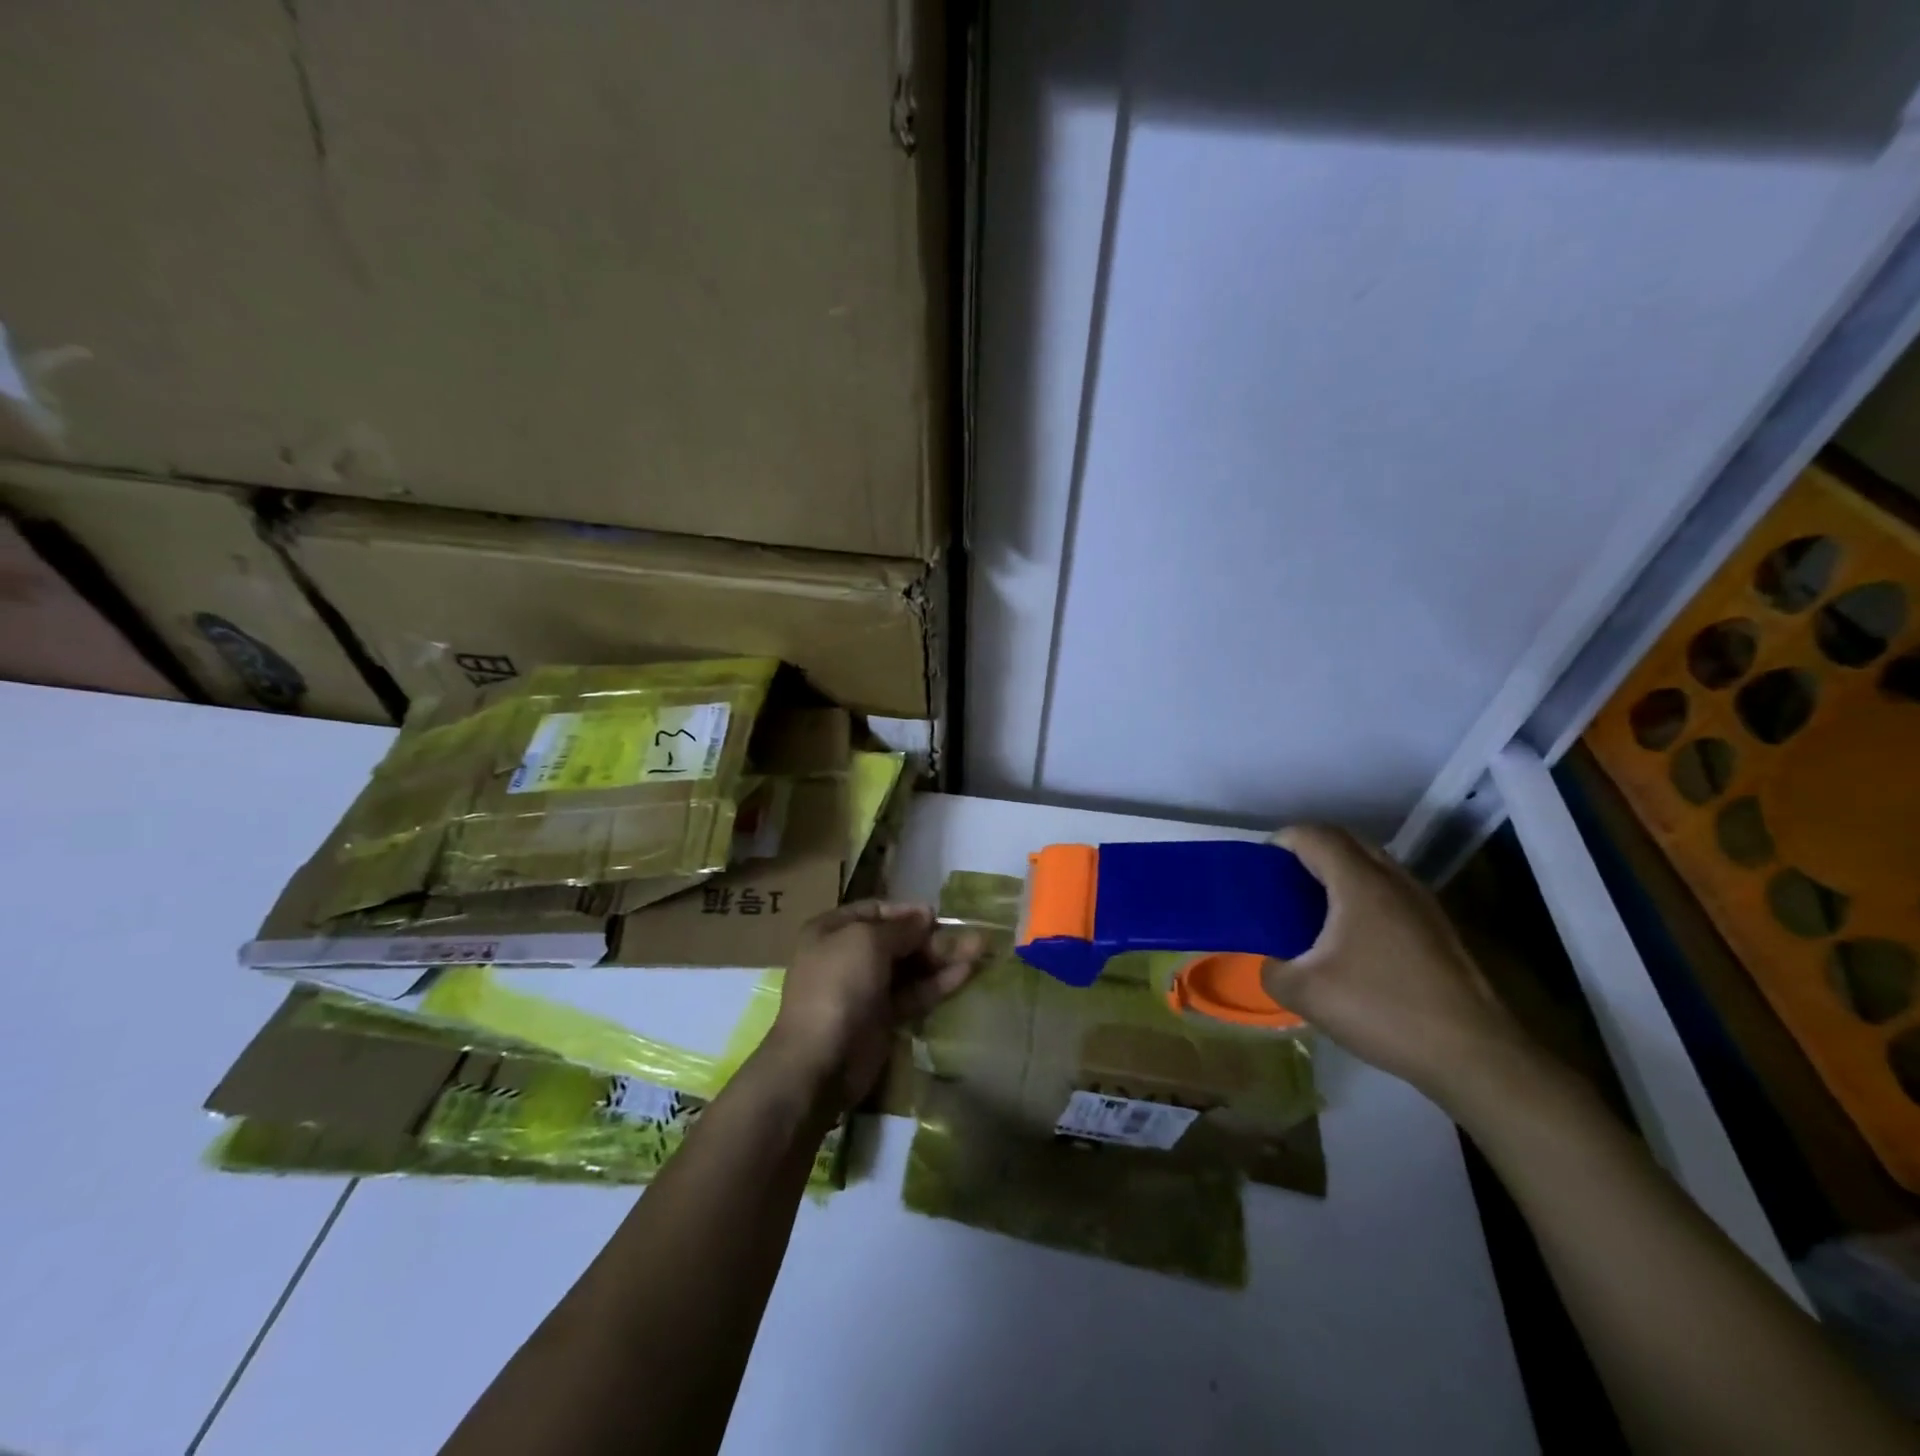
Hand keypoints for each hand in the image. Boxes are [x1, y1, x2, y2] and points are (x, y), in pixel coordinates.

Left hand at [760, 901, 984, 1114]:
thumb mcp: (867, 941)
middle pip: (897, 940)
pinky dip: (937, 983)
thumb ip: (901, 928)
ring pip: (909, 967)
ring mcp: (865, 989)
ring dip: (942, 958)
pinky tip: (966, 973)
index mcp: (832, 930)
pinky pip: (913, 994)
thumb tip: (924, 916)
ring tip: (979, 950)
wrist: (819, 1061)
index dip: (907, 911)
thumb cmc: (838, 986)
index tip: (937, 915)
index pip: (875, 911)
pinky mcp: (882, 1018)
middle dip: (932, 937)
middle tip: (970, 936)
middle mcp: (847, 955)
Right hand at [1260, 825, 1533, 1105]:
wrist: (1474, 1056)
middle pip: (1345, 842)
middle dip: (1308, 854)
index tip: (1258, 870)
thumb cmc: (1384, 1010)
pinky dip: (1362, 898)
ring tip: (1311, 912)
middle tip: (1281, 885)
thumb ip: (1272, 969)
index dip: (1280, 842)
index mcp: (1360, 883)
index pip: (1314, 835)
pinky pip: (1389, 893)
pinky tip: (1351, 941)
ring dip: (1338, 876)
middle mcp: (1394, 881)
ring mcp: (1423, 904)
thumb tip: (1270, 962)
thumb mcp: (1305, 993)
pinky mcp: (1438, 929)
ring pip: (1371, 867)